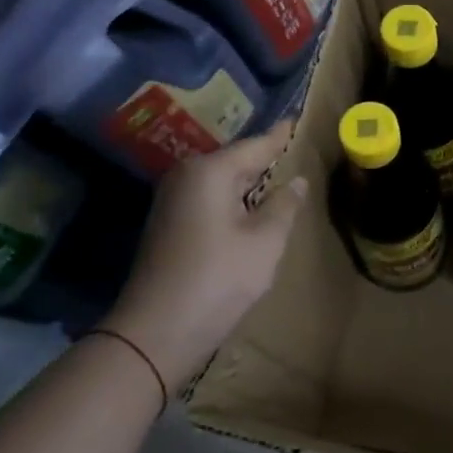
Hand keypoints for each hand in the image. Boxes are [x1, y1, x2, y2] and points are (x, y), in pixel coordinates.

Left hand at [107, 122, 307, 388]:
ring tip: (280, 177)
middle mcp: (186, 177)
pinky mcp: (169, 225)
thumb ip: (284, 205)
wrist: (156, 332)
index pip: (256, 145)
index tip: (296, 120)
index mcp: (210, 172)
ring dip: (249, 182)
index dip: (280, 136)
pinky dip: (234, 200)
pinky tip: (252, 208)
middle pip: (236, 161)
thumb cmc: (218, 279)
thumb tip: (297, 181)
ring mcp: (172, 201)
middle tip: (294, 151)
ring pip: (222, 182)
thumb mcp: (265, 241)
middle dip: (264, 159)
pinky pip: (210, 199)